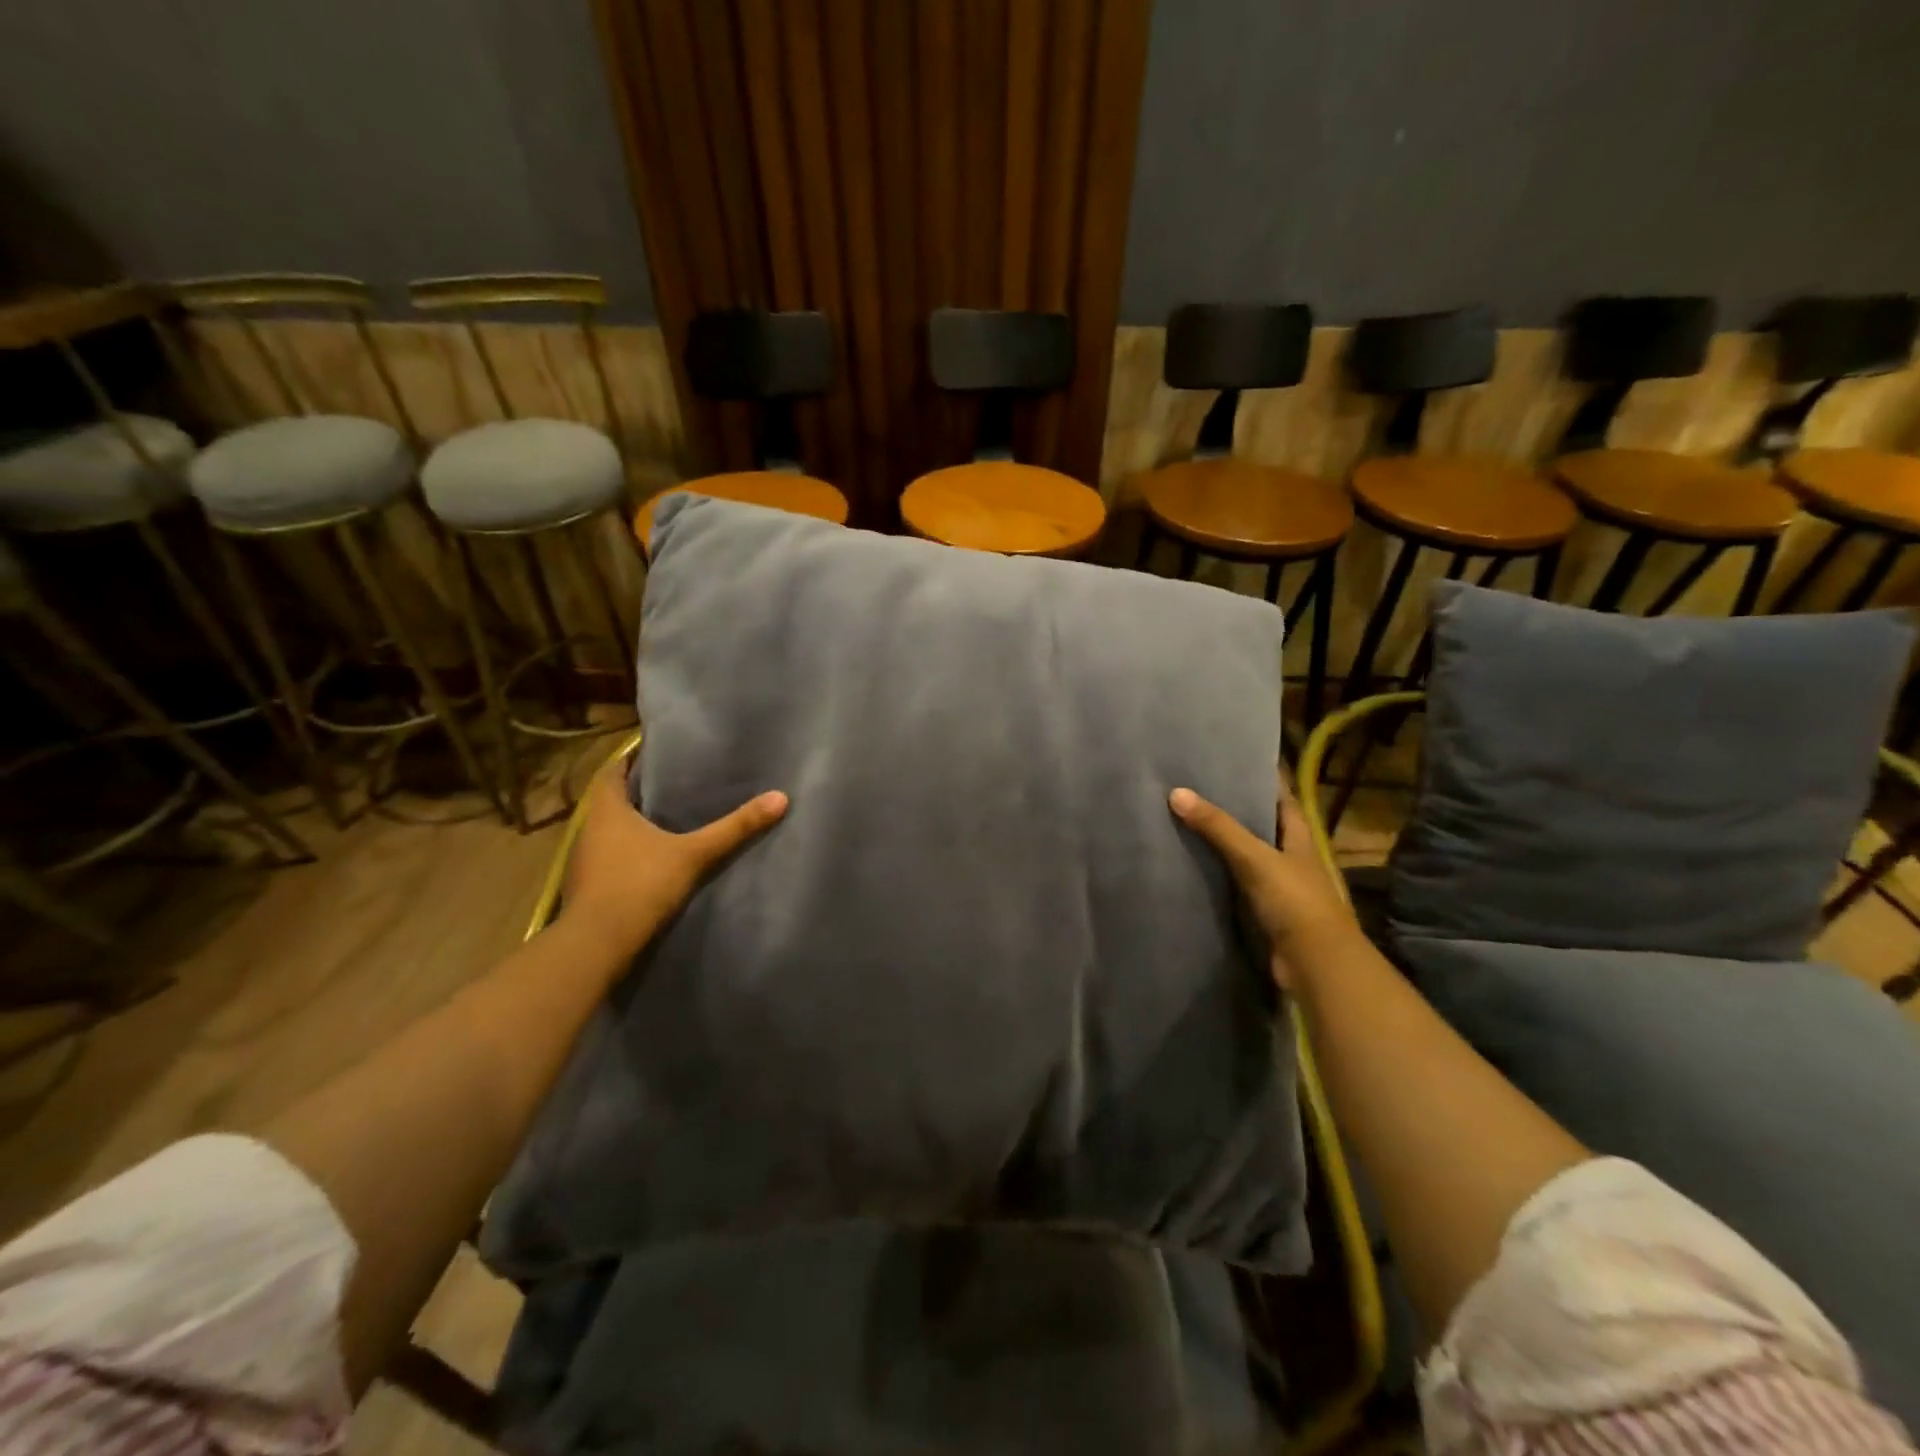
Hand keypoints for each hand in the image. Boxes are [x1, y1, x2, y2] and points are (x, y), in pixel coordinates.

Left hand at [561, 750, 787, 958]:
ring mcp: (584, 859)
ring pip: (610, 829)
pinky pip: (610, 855)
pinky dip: (629, 850)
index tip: (657, 751)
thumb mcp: (695, 853)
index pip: (613, 770)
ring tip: (668, 816)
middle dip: (639, 790)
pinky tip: (654, 856)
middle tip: (673, 781)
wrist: (598, 945)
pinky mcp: (588, 886)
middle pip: (612, 799)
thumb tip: (780, 798)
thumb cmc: (641, 885)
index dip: (632, 758)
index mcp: (606, 809)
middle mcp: (589, 828)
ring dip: (633, 822)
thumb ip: (734, 827)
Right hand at [1169, 773, 1357, 987]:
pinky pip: (1234, 884)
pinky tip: (1190, 865)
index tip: (1231, 761)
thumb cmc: (1294, 901)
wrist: (1314, 963)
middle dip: (1233, 810)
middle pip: (1260, 826)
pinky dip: (1216, 875)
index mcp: (1299, 837)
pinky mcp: (1263, 911)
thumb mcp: (1255, 858)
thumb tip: (1176, 792)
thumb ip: (1218, 827)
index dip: (1261, 779)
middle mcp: (1291, 857)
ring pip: (1245, 856)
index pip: (1281, 798)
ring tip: (1184, 820)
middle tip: (1195, 788)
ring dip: (1221, 844)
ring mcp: (1278, 886)